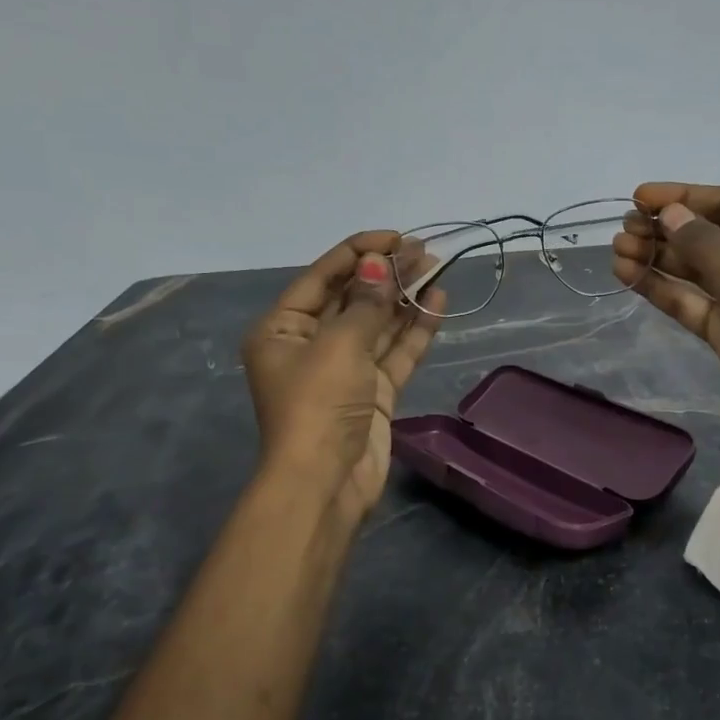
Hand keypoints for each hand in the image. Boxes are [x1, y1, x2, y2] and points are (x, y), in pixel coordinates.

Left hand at [241, 232, 444, 525]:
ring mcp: (345, 369)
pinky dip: (415, 330)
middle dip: (387, 273)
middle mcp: (311, 344)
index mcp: (283, 328)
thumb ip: (366, 304)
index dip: (359, 252)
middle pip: (353, 298)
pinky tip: (437, 303)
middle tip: (424, 250)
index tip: (396, 236)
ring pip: (378, 324)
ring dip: (405, 297)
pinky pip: (395, 352)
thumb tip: (380, 265)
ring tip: (437, 267)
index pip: (322, 276)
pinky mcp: (373, 392)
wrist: (326, 483)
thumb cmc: (318, 405)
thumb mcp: (339, 346)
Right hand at [613, 183, 719, 496]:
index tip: (638, 197)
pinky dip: (663, 289)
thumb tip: (669, 213)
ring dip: (659, 258)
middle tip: (623, 229)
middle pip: (710, 235)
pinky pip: (692, 301)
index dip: (684, 198)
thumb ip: (704, 245)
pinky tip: (629, 275)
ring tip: (617, 249)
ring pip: (696, 270)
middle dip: (666, 230)